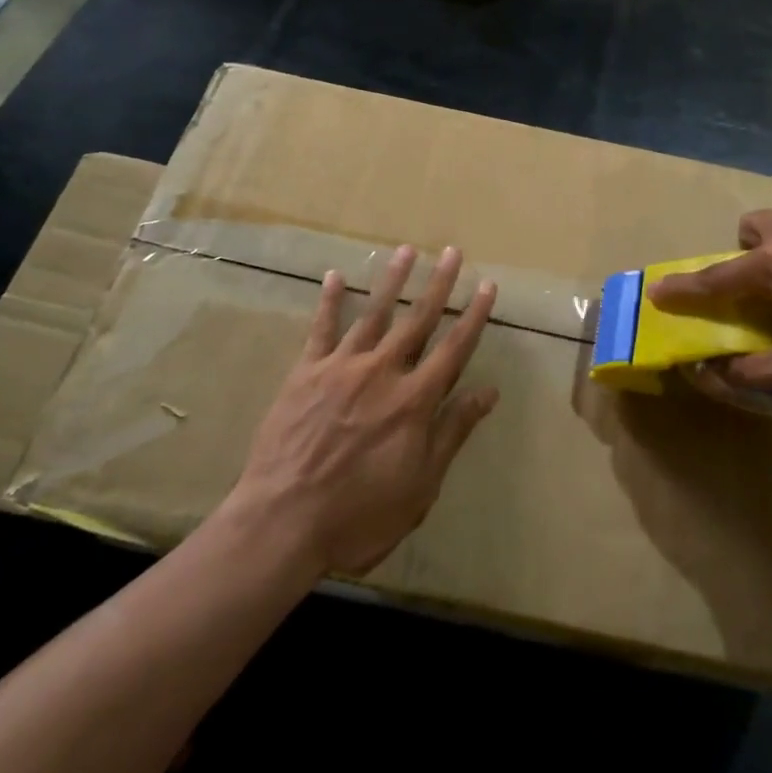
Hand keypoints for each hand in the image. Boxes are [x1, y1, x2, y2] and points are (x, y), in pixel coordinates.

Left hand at [231, 245, 499, 576]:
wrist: (283, 522)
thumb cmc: (360, 515)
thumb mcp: (421, 485)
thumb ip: (453, 431)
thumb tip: (488, 390)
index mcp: (414, 400)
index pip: (454, 348)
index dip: (473, 315)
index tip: (487, 285)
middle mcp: (383, 372)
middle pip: (417, 320)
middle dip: (438, 284)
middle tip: (452, 251)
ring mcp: (341, 367)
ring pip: (374, 314)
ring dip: (392, 280)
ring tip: (406, 250)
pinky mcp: (306, 373)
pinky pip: (321, 329)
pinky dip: (329, 301)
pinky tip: (334, 276)